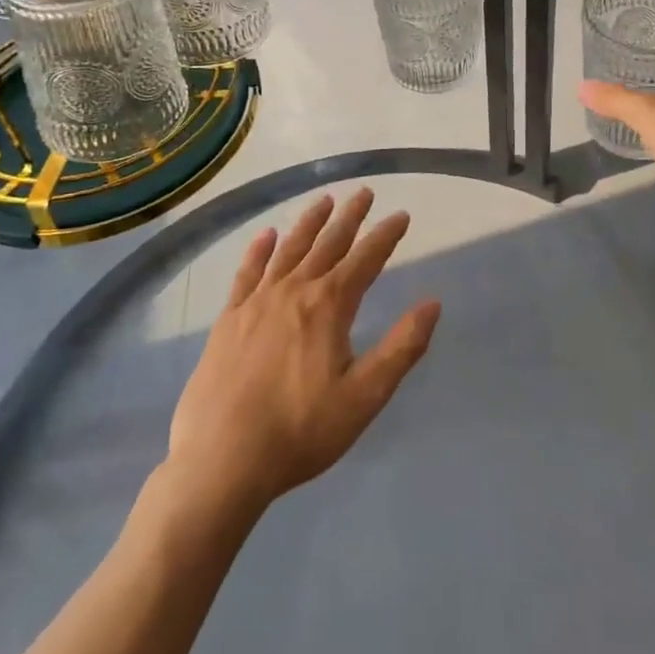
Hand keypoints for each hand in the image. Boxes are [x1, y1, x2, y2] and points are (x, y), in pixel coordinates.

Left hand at [165, 189, 440, 513]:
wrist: (221, 461)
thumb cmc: (300, 431)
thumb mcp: (364, 397)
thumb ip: (402, 347)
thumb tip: (433, 303)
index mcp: (330, 305)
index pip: (366, 259)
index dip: (386, 235)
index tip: (401, 215)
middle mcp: (295, 290)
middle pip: (328, 243)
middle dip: (350, 216)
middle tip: (364, 192)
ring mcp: (257, 301)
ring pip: (289, 249)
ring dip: (309, 222)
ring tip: (324, 200)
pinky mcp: (229, 318)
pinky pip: (247, 272)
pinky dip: (259, 250)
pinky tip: (265, 236)